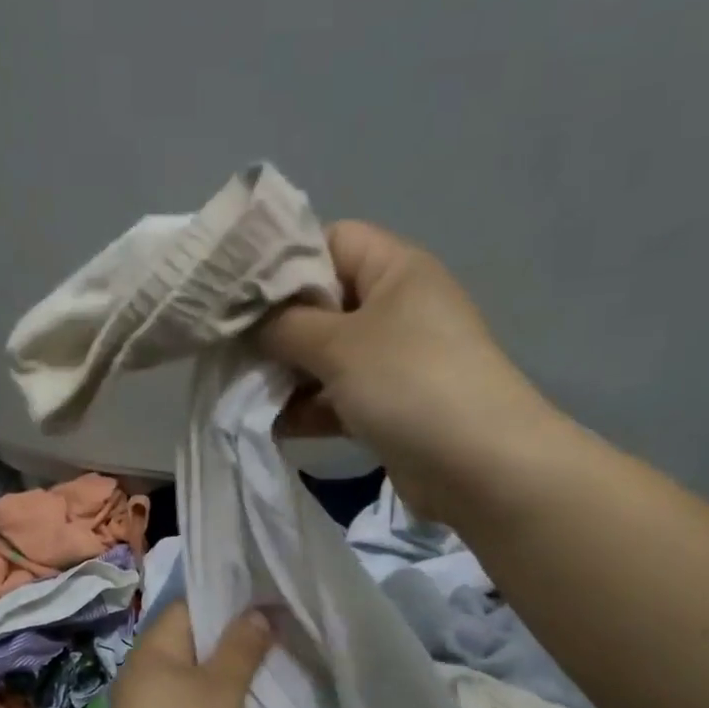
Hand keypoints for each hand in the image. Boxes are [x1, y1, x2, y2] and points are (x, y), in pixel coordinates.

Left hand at [93, 602, 272, 707]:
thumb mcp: (221, 687)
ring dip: (234, 678)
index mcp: (153, 649)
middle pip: (197, 643)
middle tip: (283, 633)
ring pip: (201, 680)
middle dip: (237, 640)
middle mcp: (148, 674)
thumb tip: (258, 611)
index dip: (227, 599)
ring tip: (278, 667)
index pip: (190, 606)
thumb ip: (242, 647)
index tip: (268, 599)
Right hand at [257, 221, 558, 524]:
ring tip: (240, 388)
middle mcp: (396, 309)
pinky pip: (338, 399)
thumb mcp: (338, 344)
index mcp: (396, 270)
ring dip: (287, 374)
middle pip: (323, 303)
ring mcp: (394, 361)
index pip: (332, 241)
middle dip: (277, 327)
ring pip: (326, 357)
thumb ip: (285, 326)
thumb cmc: (409, 382)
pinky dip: (308, 409)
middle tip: (229, 346)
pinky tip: (270, 424)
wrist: (479, 466)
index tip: (239, 290)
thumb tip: (251, 321)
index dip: (285, 260)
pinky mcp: (389, 408)